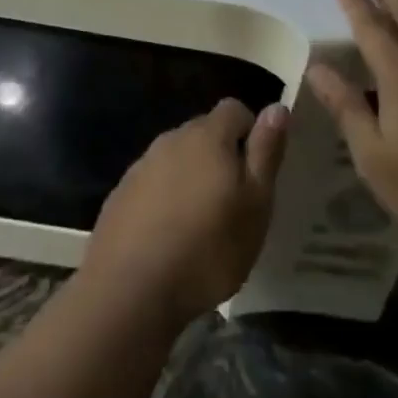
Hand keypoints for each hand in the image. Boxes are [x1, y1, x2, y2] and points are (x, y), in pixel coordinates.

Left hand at [82, 98, 288, 326]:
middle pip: (204, 132)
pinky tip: (170, 237)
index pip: (235, 109)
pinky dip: (166, 200)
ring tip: (202, 225)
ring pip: (178, 159)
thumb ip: (266, 152)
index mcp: (207, 136)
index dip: (251, 133)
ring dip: (193, 178)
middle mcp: (171, 139)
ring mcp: (141, 166)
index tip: (257, 173)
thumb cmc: (208, 248)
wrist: (130, 291)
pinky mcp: (121, 194)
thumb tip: (277, 107)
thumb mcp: (255, 204)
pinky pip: (153, 184)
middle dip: (222, 157)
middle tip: (234, 203)